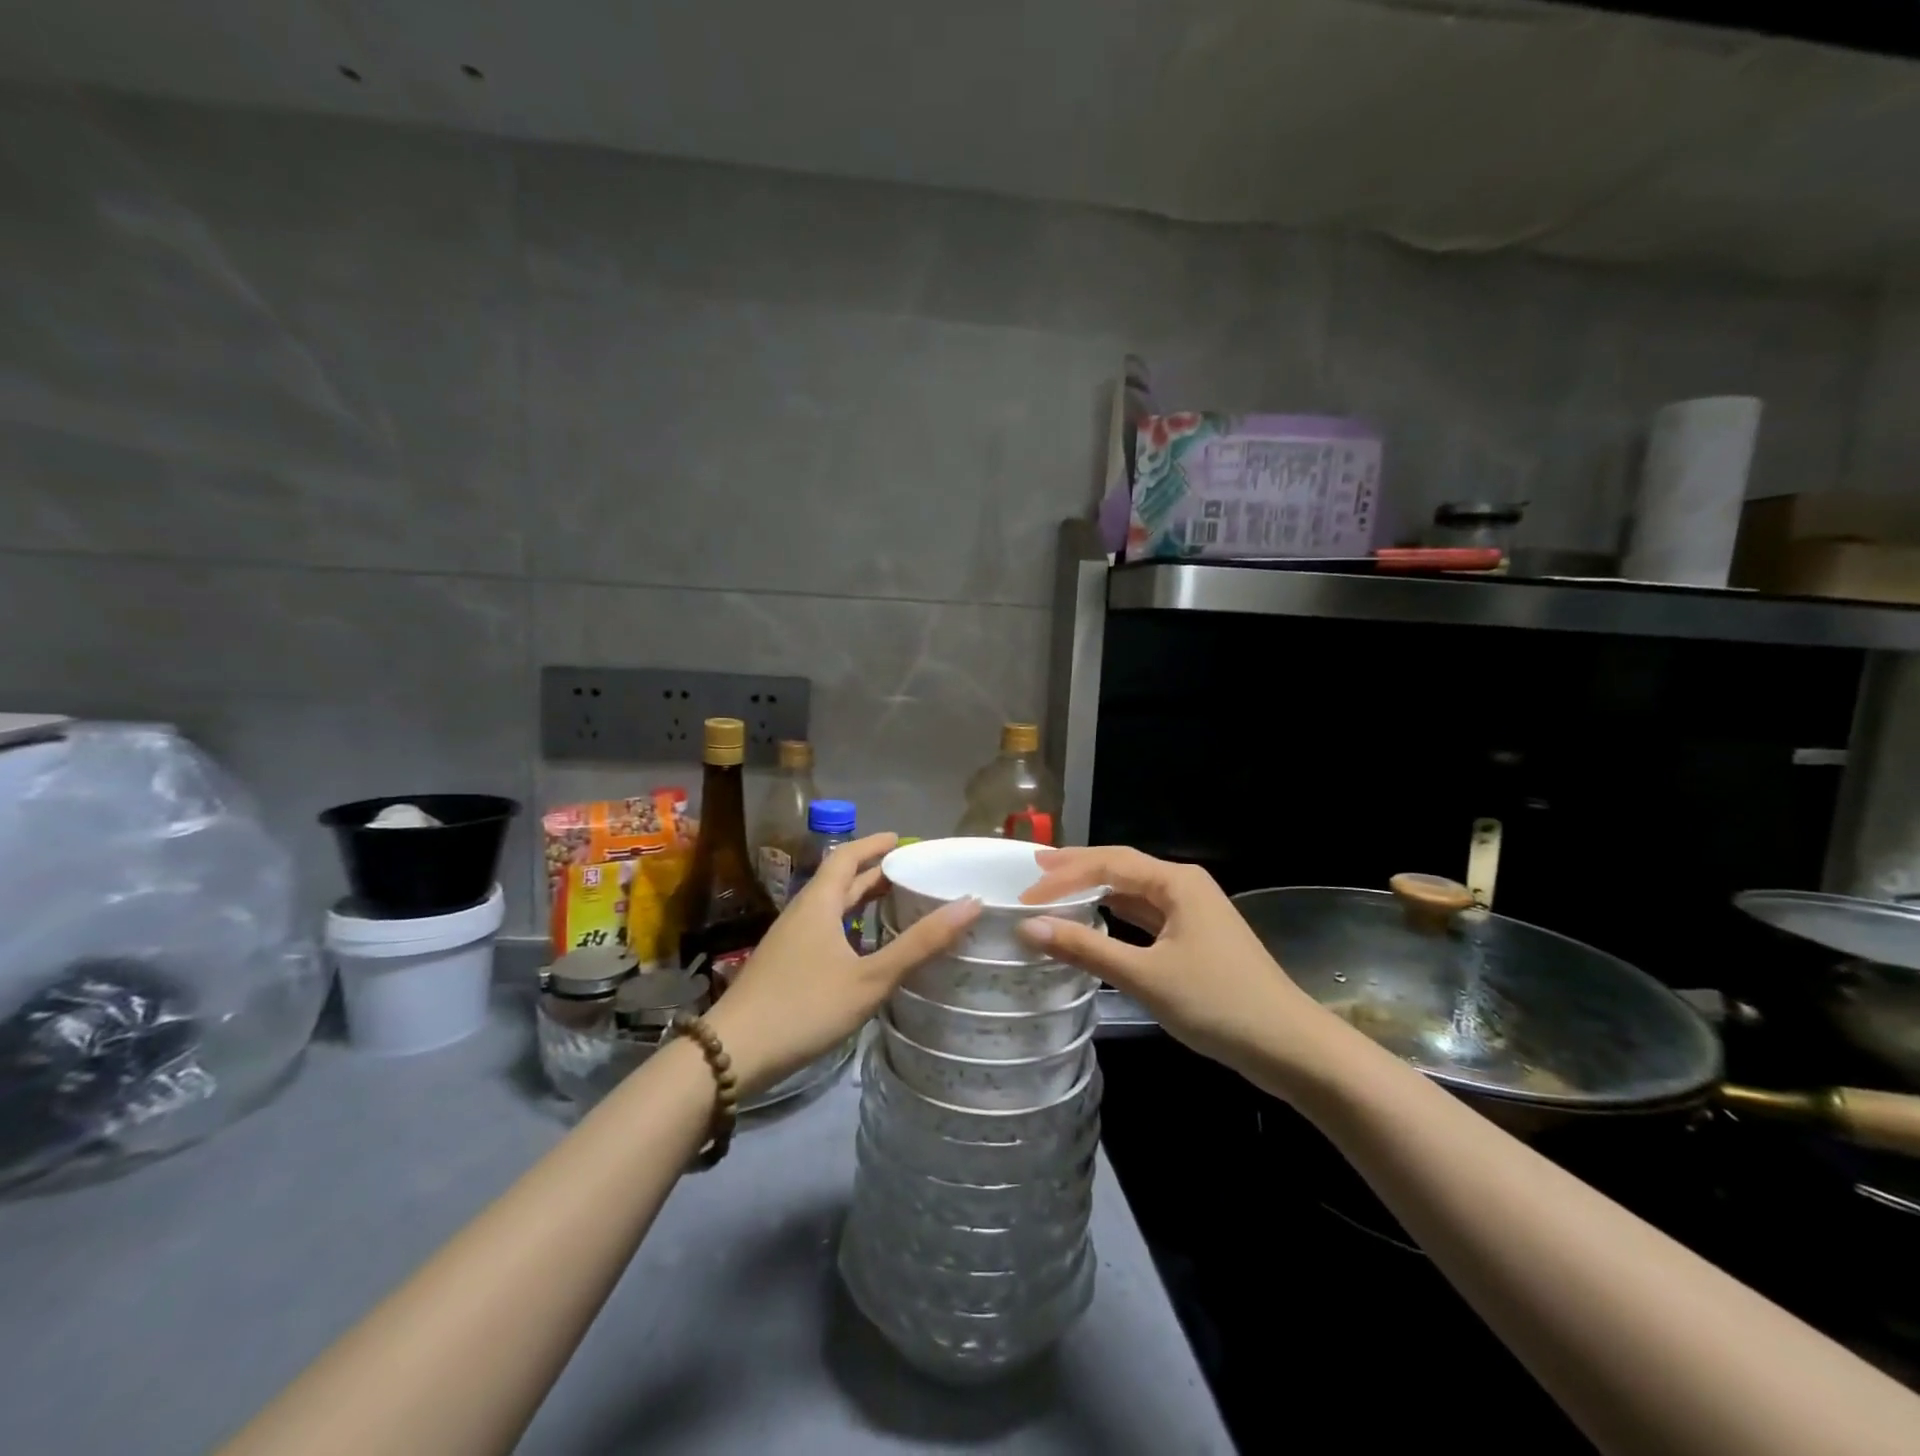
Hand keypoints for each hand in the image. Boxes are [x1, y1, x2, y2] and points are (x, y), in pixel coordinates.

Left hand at [705, 832, 978, 1095]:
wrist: (732, 1054)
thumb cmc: (805, 1006)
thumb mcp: (870, 977)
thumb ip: (919, 943)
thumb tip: (970, 903)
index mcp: (818, 903)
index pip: (846, 856)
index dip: (874, 844)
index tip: (903, 839)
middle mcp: (801, 913)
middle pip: (839, 881)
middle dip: (873, 872)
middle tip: (911, 872)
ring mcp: (788, 941)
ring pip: (830, 908)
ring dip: (860, 900)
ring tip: (895, 905)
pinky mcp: (783, 966)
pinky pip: (822, 930)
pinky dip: (848, 926)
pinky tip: (862, 949)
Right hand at [1018, 846, 1332, 1082]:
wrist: (1289, 1046)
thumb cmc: (1218, 1003)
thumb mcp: (1146, 976)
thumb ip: (1086, 948)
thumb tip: (1029, 927)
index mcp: (1176, 882)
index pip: (1108, 864)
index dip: (1063, 876)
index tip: (1025, 896)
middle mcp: (1184, 886)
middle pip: (1121, 868)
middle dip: (1077, 868)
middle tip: (1033, 868)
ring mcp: (1192, 912)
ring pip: (1133, 891)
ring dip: (1095, 890)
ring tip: (1055, 886)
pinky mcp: (1194, 938)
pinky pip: (1145, 915)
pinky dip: (1115, 915)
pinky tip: (1096, 918)